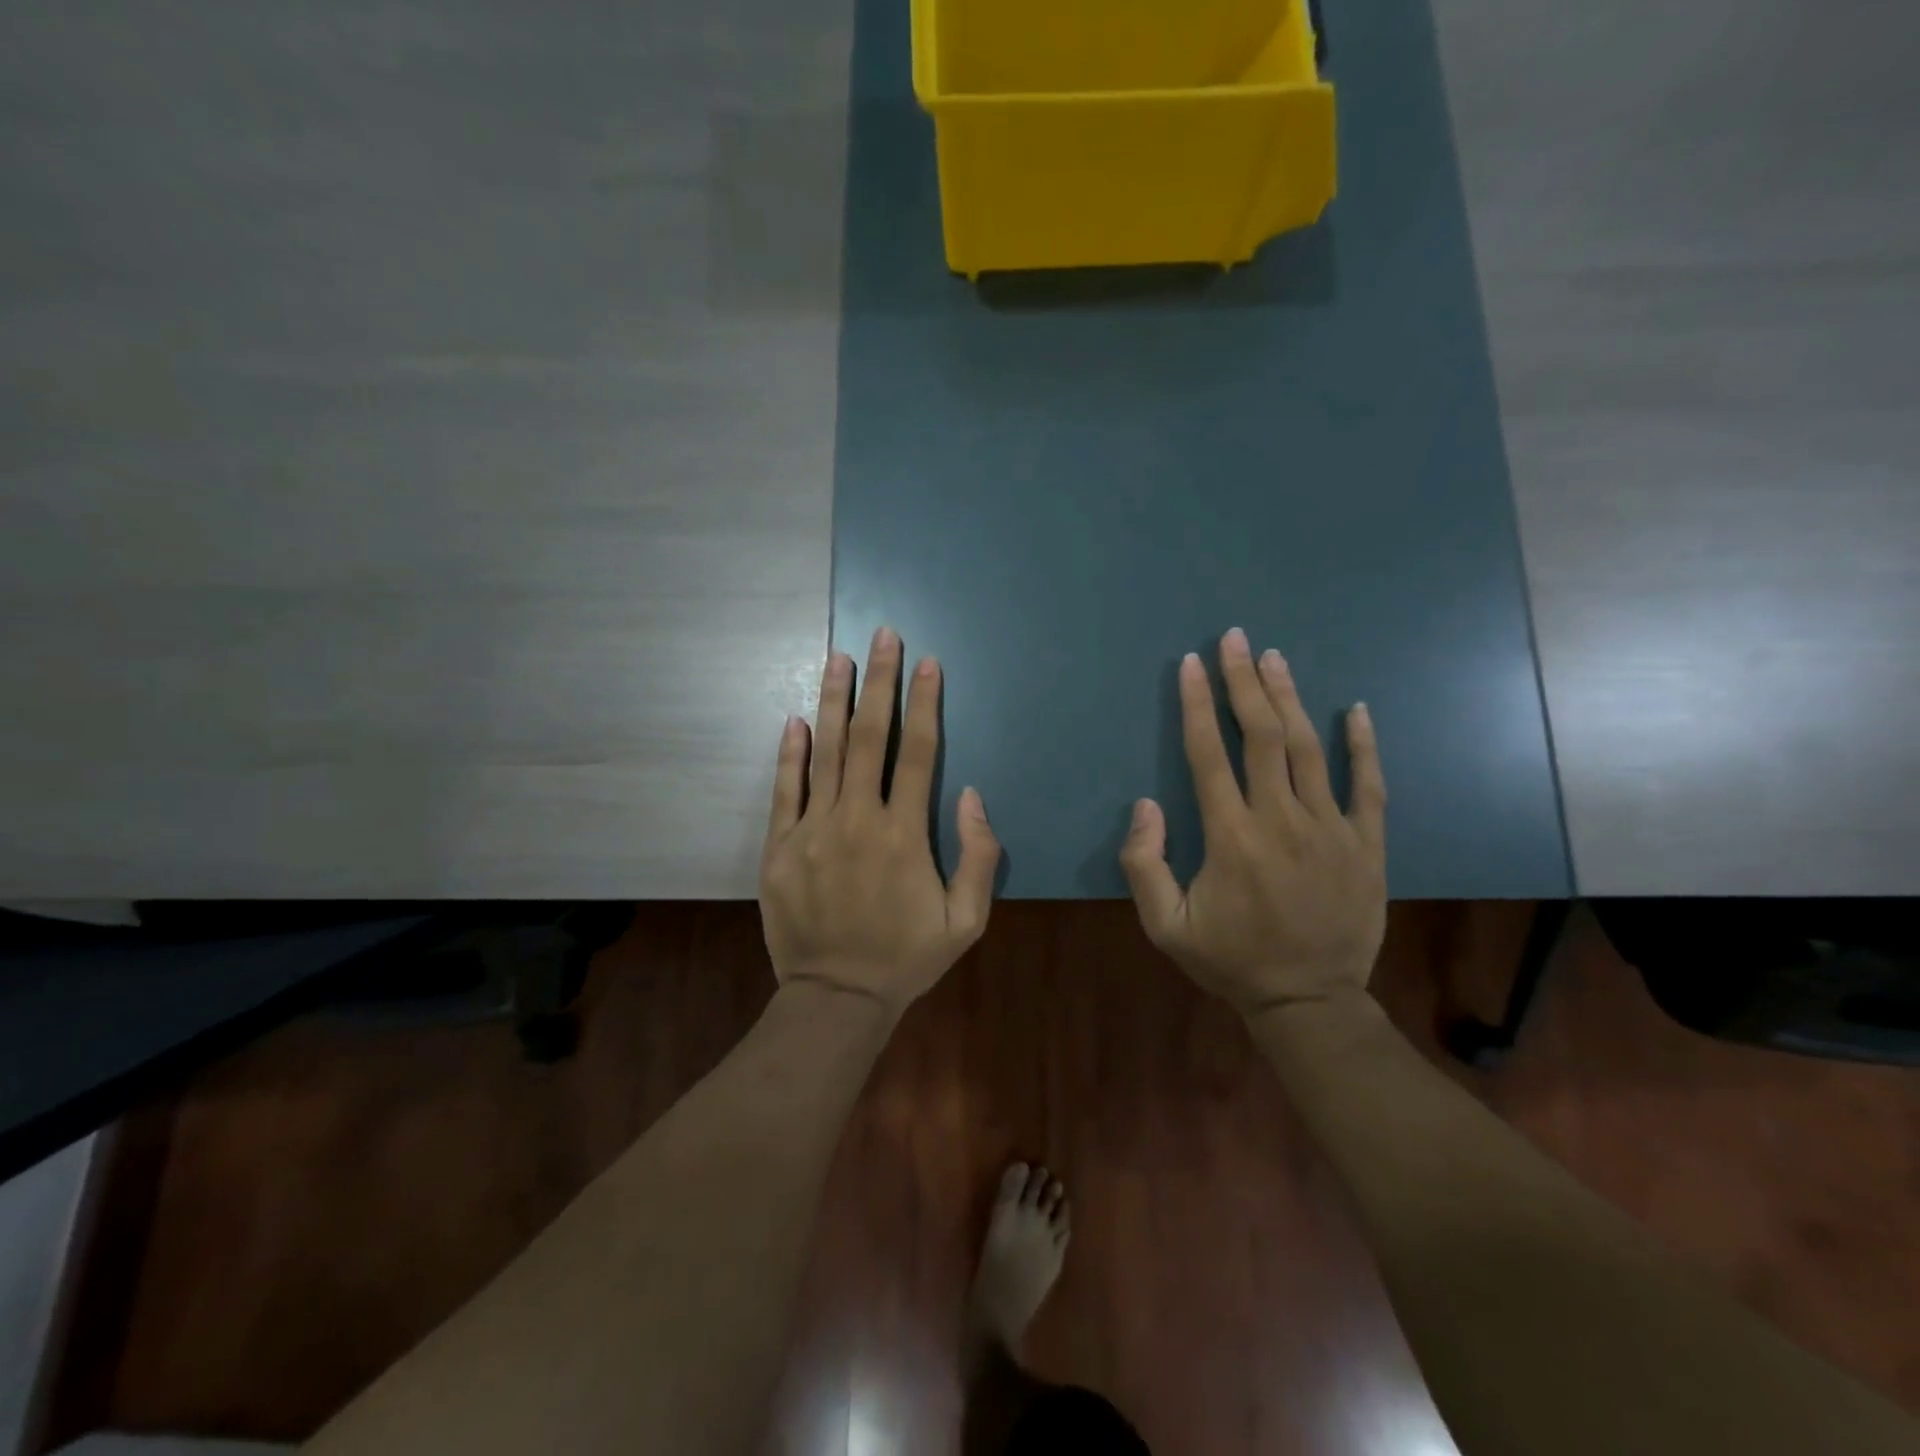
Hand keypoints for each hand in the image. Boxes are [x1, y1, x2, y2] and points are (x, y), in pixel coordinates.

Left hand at [759, 626, 1000, 1017]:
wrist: (836, 998)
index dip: (925, 704)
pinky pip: (784, 789)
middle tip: (882, 635)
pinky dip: (789, 752)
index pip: (918, 753)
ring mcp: (813, 830)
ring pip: (824, 751)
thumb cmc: (907, 958)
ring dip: (833, 700)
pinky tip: (795, 718)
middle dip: (879, 682)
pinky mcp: (779, 846)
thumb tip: (971, 794)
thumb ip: (978, 856)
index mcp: (904, 835)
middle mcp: (857, 820)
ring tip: (838, 656)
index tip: (927, 663)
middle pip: (869, 737)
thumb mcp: (966, 921)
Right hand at [1120, 628, 1387, 1017]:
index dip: (1199, 705)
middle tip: (1236, 639)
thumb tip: (1144, 805)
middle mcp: (1281, 820)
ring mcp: (1331, 830)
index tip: (1193, 664)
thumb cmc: (1231, 961)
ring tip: (1274, 659)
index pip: (1210, 754)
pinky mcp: (1366, 845)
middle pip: (1262, 736)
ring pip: (1309, 750)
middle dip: (1245, 682)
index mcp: (1231, 837)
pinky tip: (1355, 710)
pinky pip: (1368, 786)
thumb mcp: (1165, 927)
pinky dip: (1363, 746)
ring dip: (1290, 699)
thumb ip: (1144, 865)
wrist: (1310, 1001)